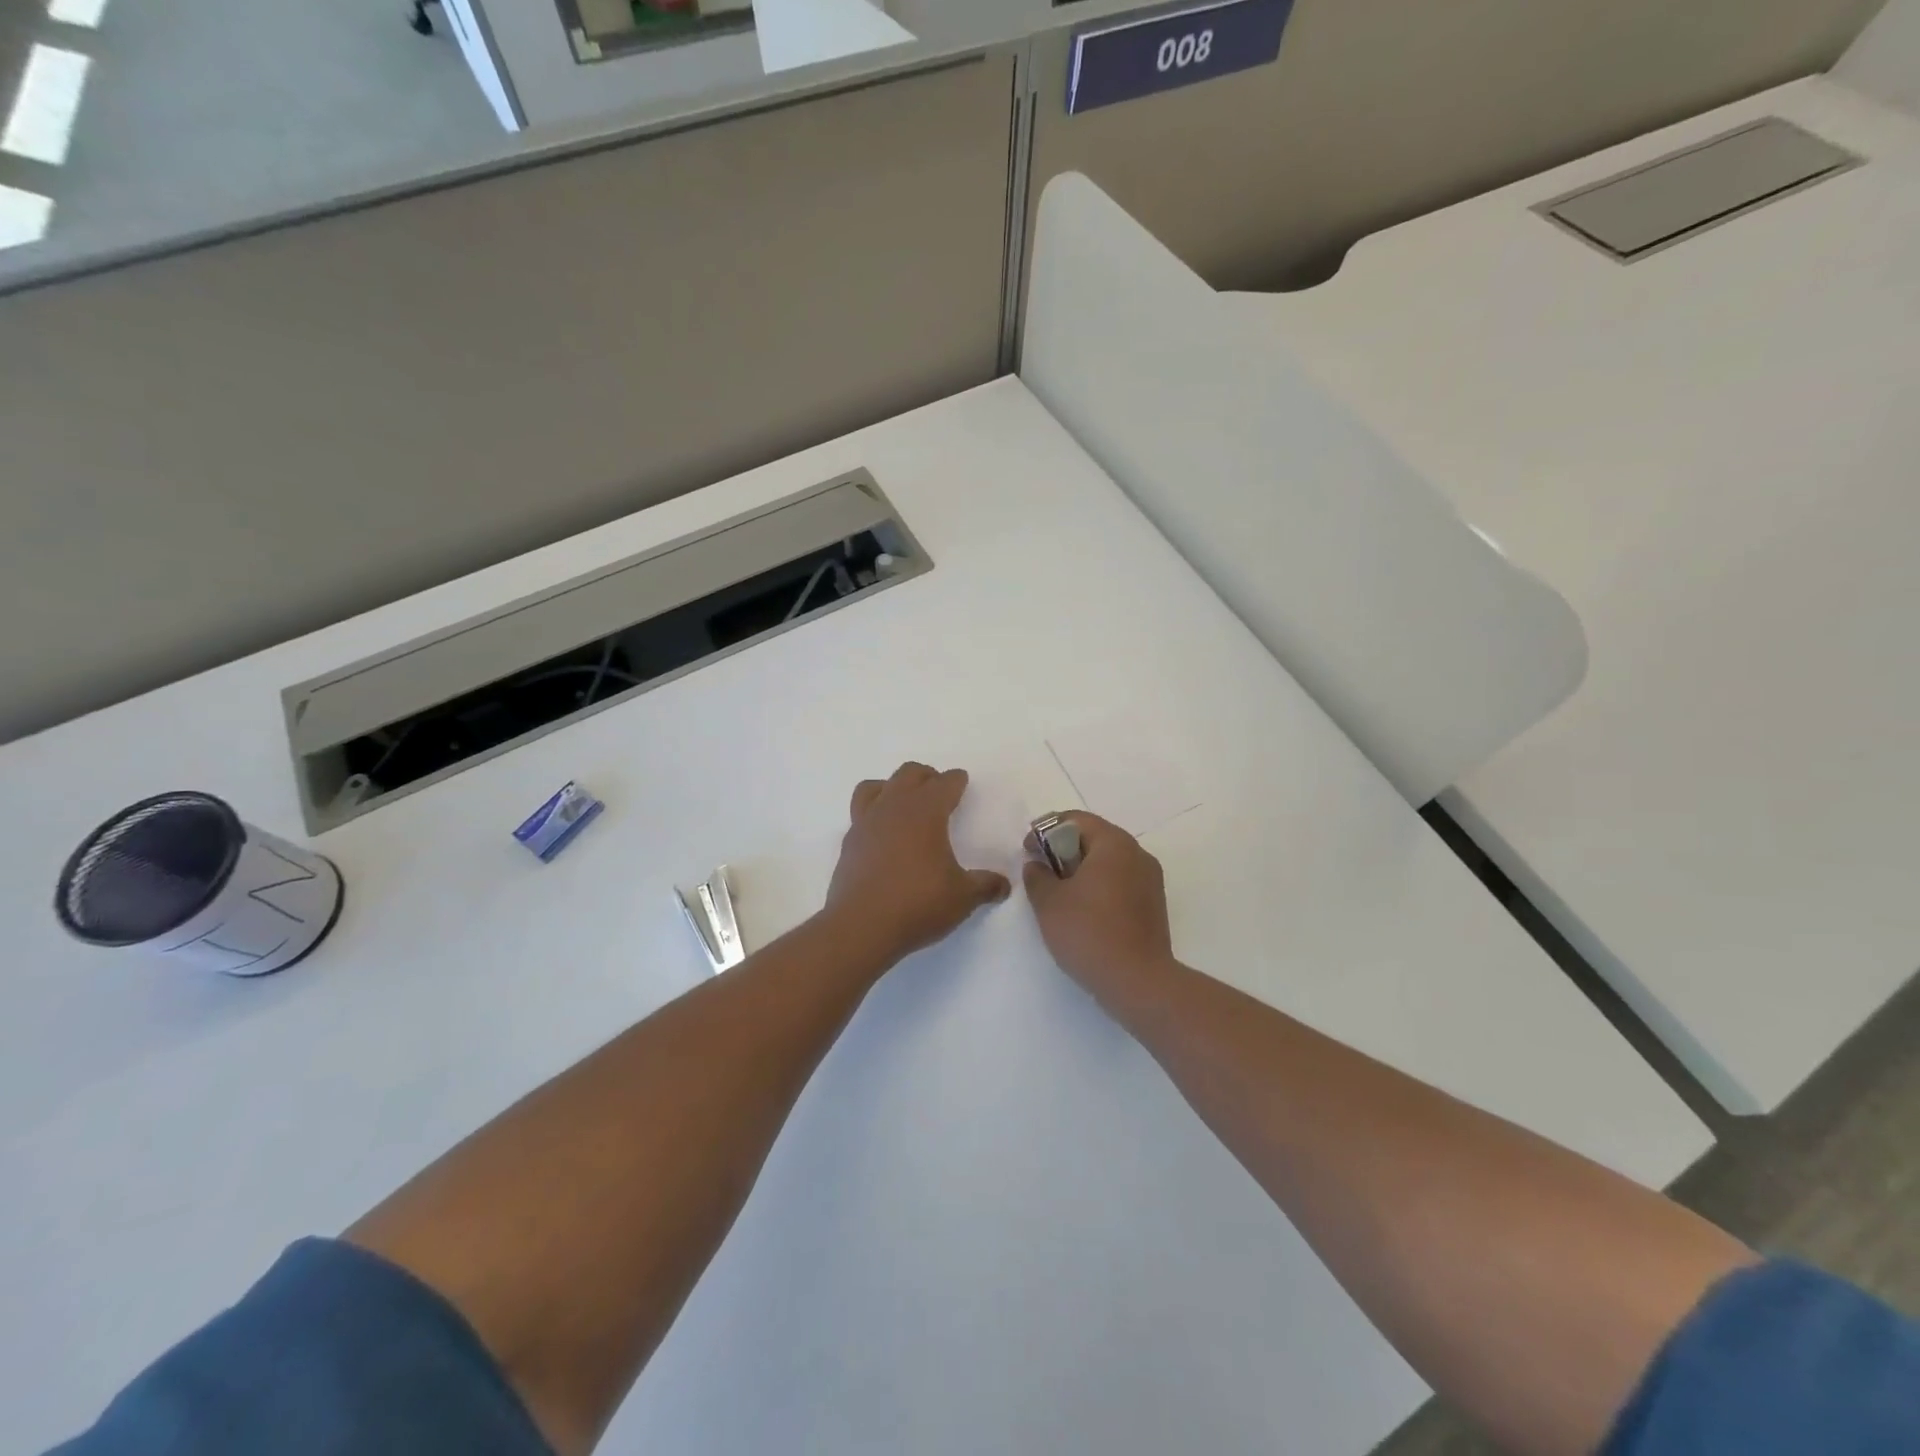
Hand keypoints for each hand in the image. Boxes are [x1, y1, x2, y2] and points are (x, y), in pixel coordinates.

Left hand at [824, 763, 1011, 967]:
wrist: (861, 927)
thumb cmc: (918, 904)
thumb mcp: (963, 897)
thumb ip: (985, 886)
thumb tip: (1004, 884)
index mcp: (925, 812)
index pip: (944, 783)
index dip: (956, 780)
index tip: (961, 780)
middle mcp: (893, 808)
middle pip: (909, 774)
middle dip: (927, 776)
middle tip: (938, 790)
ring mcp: (866, 823)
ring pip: (876, 786)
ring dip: (893, 787)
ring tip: (904, 803)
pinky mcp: (848, 843)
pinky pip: (860, 813)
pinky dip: (874, 813)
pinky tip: (883, 834)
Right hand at [1023, 812, 1176, 1005]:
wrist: (1138, 982)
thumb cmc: (1088, 933)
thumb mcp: (1049, 902)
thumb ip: (1037, 876)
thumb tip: (1038, 865)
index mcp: (1114, 843)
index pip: (1075, 820)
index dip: (1046, 831)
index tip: (1027, 851)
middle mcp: (1137, 854)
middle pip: (1094, 838)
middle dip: (1063, 850)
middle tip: (1040, 871)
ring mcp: (1150, 880)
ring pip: (1109, 862)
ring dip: (1081, 869)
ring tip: (1058, 893)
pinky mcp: (1153, 905)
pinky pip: (1121, 882)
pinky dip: (1099, 887)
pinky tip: (1082, 911)